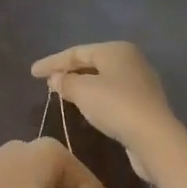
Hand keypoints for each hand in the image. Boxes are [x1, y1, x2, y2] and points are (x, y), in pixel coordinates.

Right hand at [31, 41, 178, 153]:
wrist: (154, 138)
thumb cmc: (115, 106)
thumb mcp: (83, 91)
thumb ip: (65, 82)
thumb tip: (56, 79)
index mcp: (115, 49)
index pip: (76, 52)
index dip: (52, 62)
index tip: (32, 73)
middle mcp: (130, 60)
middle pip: (91, 63)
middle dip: (68, 72)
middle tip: (47, 82)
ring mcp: (140, 82)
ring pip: (102, 79)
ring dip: (81, 85)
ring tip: (62, 94)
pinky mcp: (144, 104)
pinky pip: (112, 94)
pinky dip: (95, 97)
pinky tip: (85, 107)